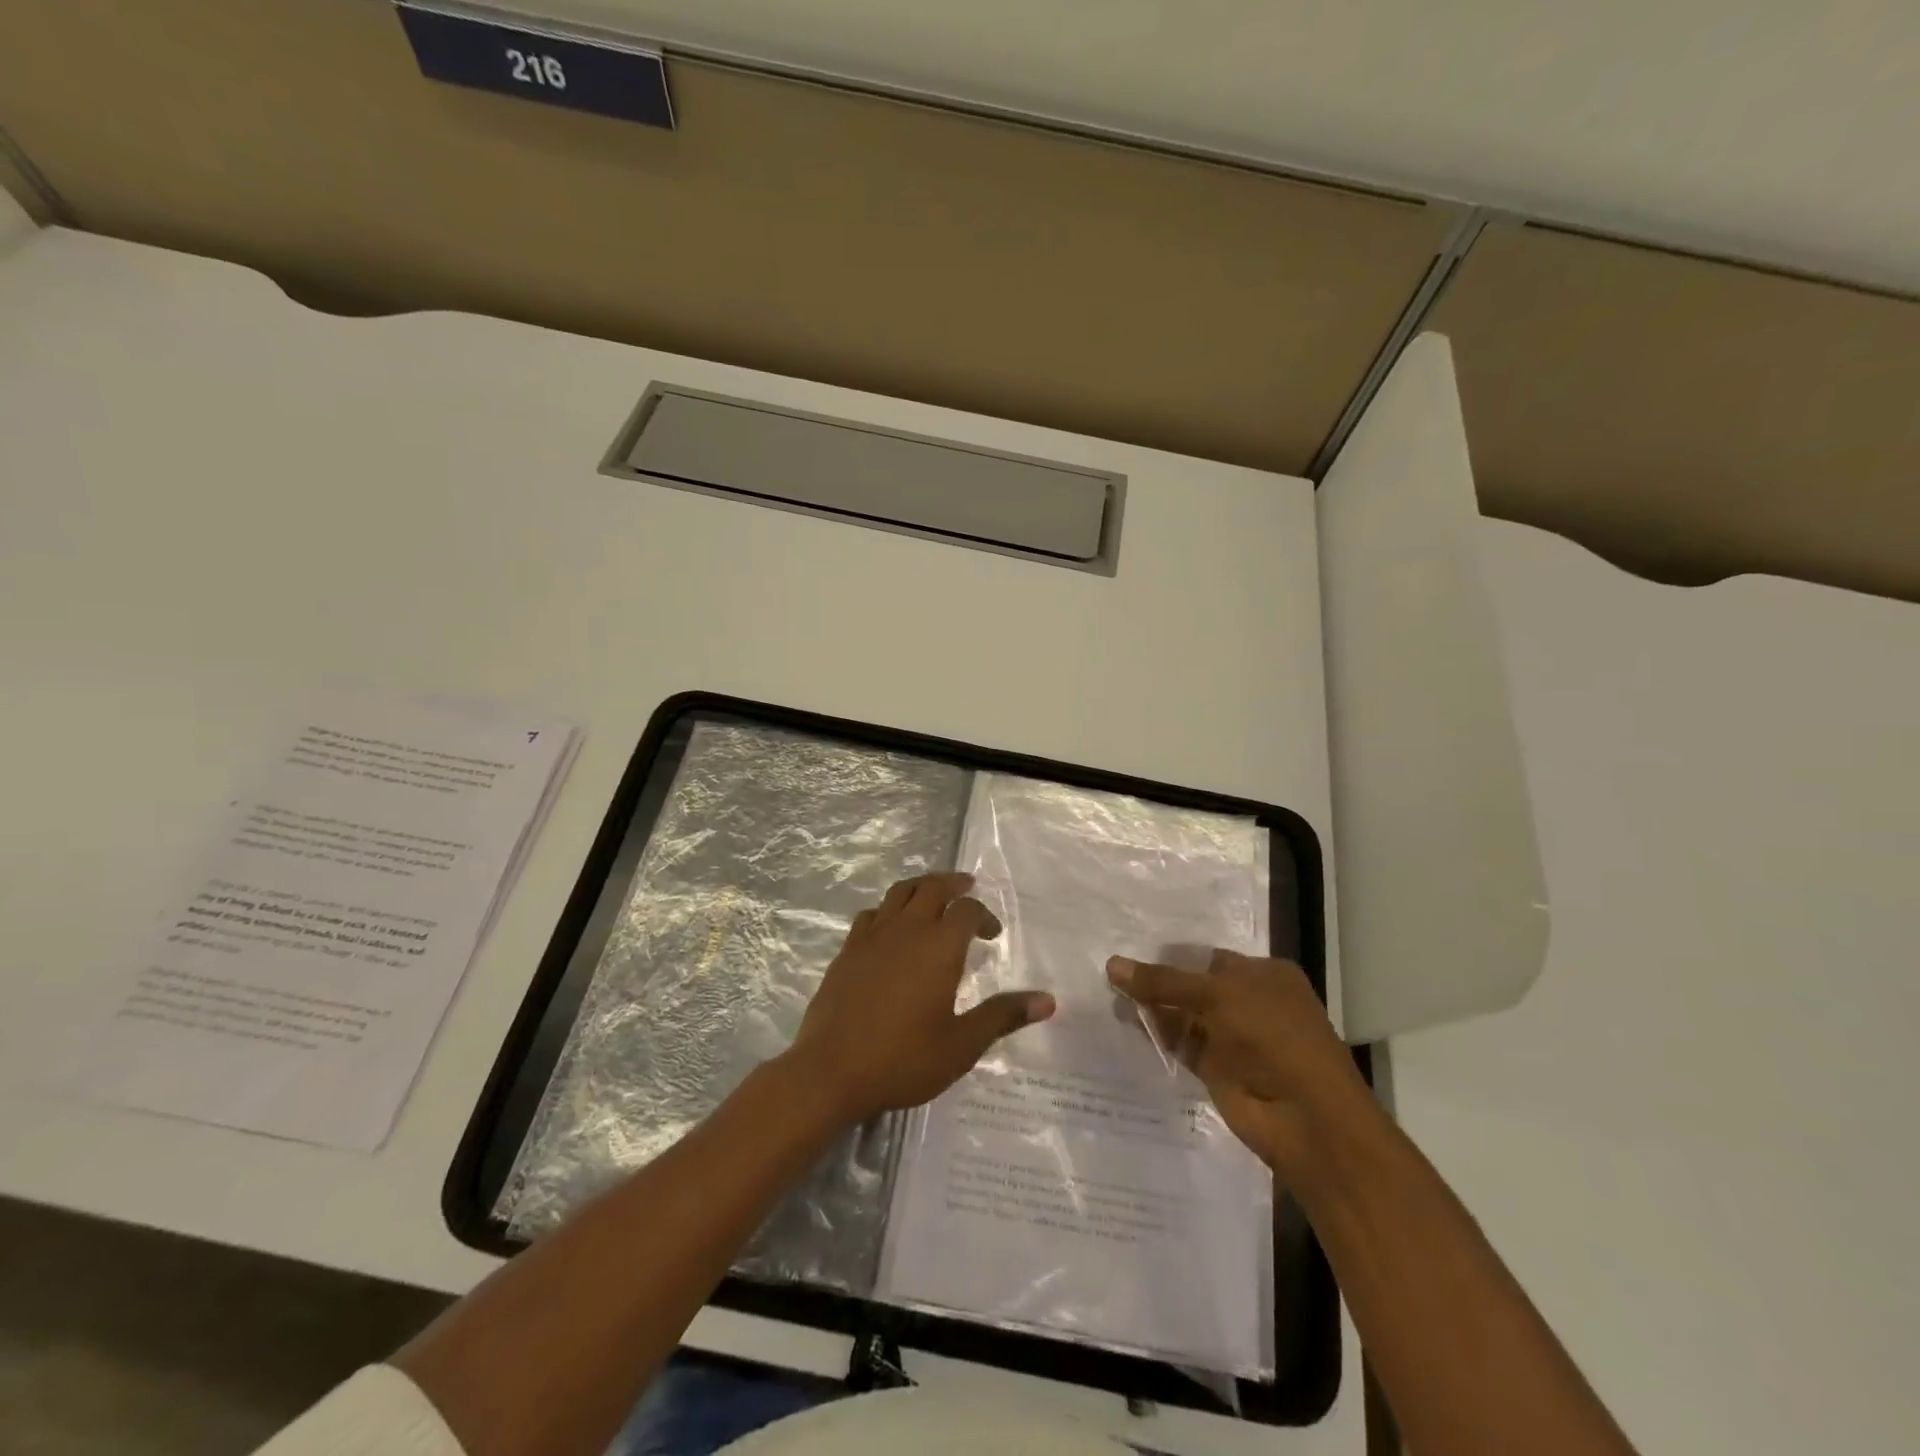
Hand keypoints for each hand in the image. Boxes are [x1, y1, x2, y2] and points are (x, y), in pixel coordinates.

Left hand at [787, 872, 1054, 1125]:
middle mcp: (906, 929)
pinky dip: (888, 910)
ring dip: (920, 887)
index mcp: (939, 946)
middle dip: (953, 884)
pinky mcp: (847, 950)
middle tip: (966, 888)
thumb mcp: (962, 1044)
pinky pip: (871, 914)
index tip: (992, 934)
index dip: (983, 915)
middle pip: (932, 887)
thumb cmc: (903, 1059)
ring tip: (932, 896)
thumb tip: (1048, 1001)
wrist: (830, 1071)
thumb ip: (1003, 1016)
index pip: (967, 910)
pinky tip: (890, 928)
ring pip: (899, 893)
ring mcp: (872, 936)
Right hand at [1107, 950, 1367, 1177]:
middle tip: (1109, 972)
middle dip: (1157, 981)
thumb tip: (1112, 965)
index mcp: (1265, 975)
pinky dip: (1156, 1035)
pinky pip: (1180, 1044)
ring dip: (1152, 1008)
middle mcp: (1250, 1002)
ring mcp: (1234, 1038)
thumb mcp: (1217, 995)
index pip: (1208, 958)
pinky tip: (1125, 1022)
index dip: (1171, 955)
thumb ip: (1164, 981)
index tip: (1128, 949)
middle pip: (1193, 986)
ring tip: (1108, 995)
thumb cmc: (1272, 1037)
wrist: (1305, 1119)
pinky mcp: (1218, 1070)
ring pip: (1184, 1015)